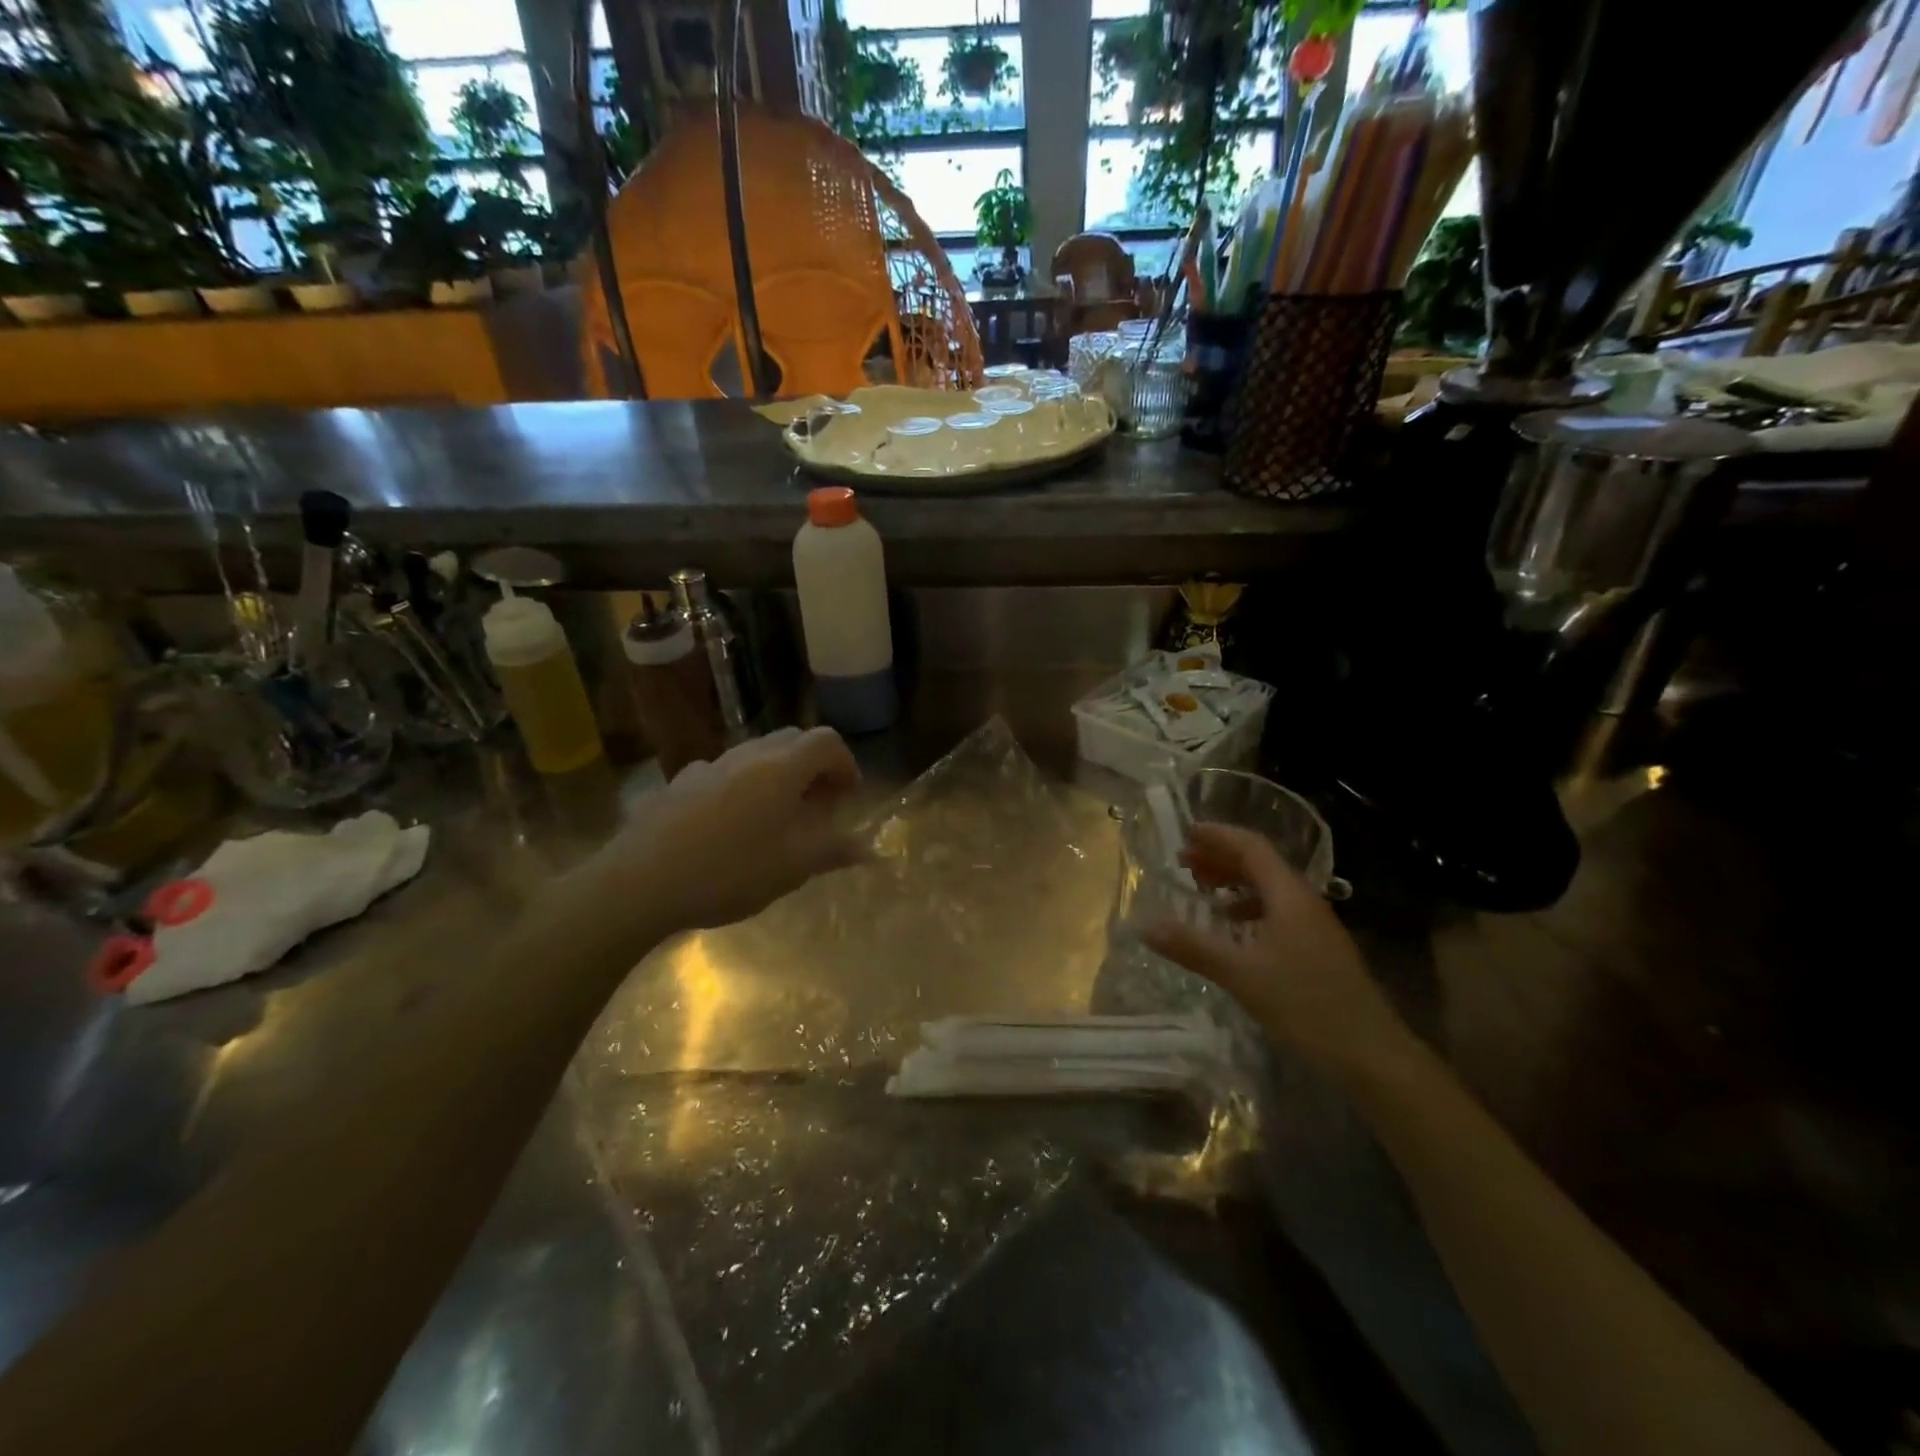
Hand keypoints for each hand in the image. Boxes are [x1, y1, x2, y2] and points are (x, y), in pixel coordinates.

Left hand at [591, 727, 865, 937]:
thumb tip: (870, 848)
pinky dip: (742, 786)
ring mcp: (709, 765)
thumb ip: (835, 850)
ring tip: (777, 817)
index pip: (827, 741)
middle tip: (818, 805)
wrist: (640, 882)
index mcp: (781, 768)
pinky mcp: (679, 782)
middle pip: (793, 739)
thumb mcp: (793, 867)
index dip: (846, 764)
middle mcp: (748, 755)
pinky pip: (724, 772)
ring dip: (778, 774)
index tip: (848, 797)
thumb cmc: (730, 871)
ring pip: (756, 753)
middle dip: (814, 765)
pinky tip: (731, 824)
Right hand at [1141, 822, 1411, 1076]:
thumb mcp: (1241, 974)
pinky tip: (1233, 928)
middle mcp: (1305, 901)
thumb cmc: (1305, 1005)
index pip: (1252, 847)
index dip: (1218, 836)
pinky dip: (1249, 909)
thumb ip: (1192, 947)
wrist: (1371, 1055)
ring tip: (1202, 890)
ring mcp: (1315, 926)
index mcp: (1290, 896)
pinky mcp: (1318, 949)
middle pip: (1260, 864)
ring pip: (1270, 889)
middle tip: (1183, 860)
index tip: (1185, 833)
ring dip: (1234, 883)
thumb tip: (1144, 926)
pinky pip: (1277, 912)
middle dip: (1220, 858)